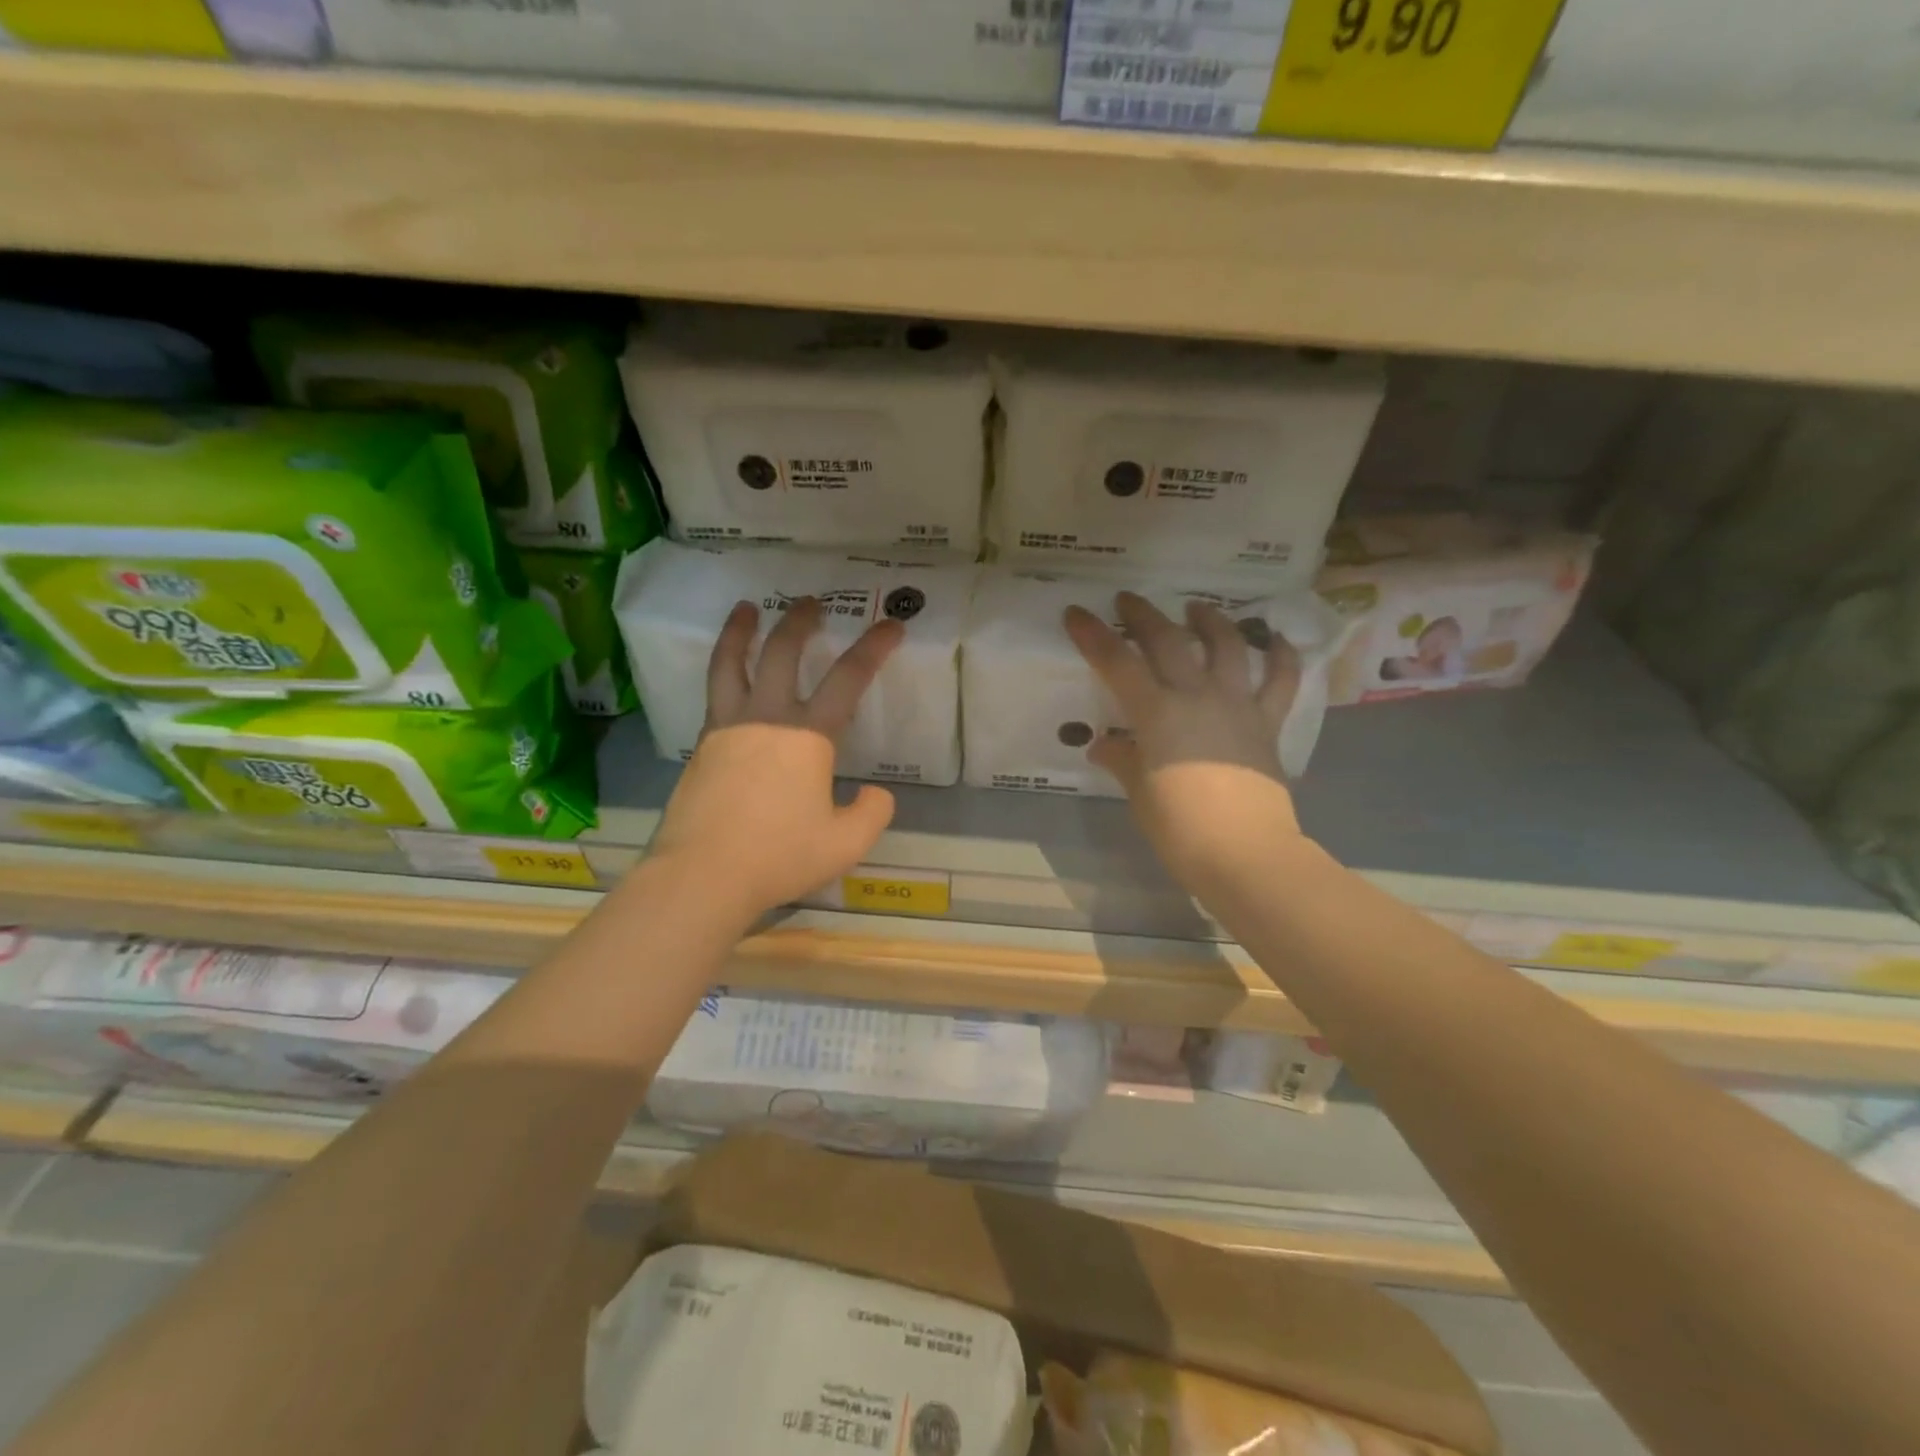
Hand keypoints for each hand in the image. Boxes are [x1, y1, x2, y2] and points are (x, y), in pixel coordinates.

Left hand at [648, 597, 903, 923]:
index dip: (875, 647)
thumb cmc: (779, 856)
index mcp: (807, 735)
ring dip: (741, 630)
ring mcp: (727, 728)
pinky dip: (722, 669)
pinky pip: (713, 693)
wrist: (702, 876)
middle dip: (800, 621)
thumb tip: (876, 793)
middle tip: (811, 602)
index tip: (893, 624)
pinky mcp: (701, 746)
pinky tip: (728, 676)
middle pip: (783, 652)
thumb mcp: (846, 844)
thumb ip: (871, 813)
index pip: (849, 678)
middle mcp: (766, 717)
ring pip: (732, 663)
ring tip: (745, 608)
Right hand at [1065, 592, 1305, 891]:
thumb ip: (1123, 760)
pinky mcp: (1268, 722)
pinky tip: (1277, 639)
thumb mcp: (1140, 793)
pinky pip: (1281, 681)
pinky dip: (1282, 656)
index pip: (1117, 663)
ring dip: (1210, 620)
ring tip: (1197, 608)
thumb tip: (1106, 746)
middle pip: (1167, 641)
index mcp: (1156, 713)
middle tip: (1128, 600)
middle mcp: (1196, 696)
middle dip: (1143, 615)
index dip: (1093, 635)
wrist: (1245, 854)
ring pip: (1227, 645)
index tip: (1076, 613)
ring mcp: (1237, 705)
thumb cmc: (1180, 829)